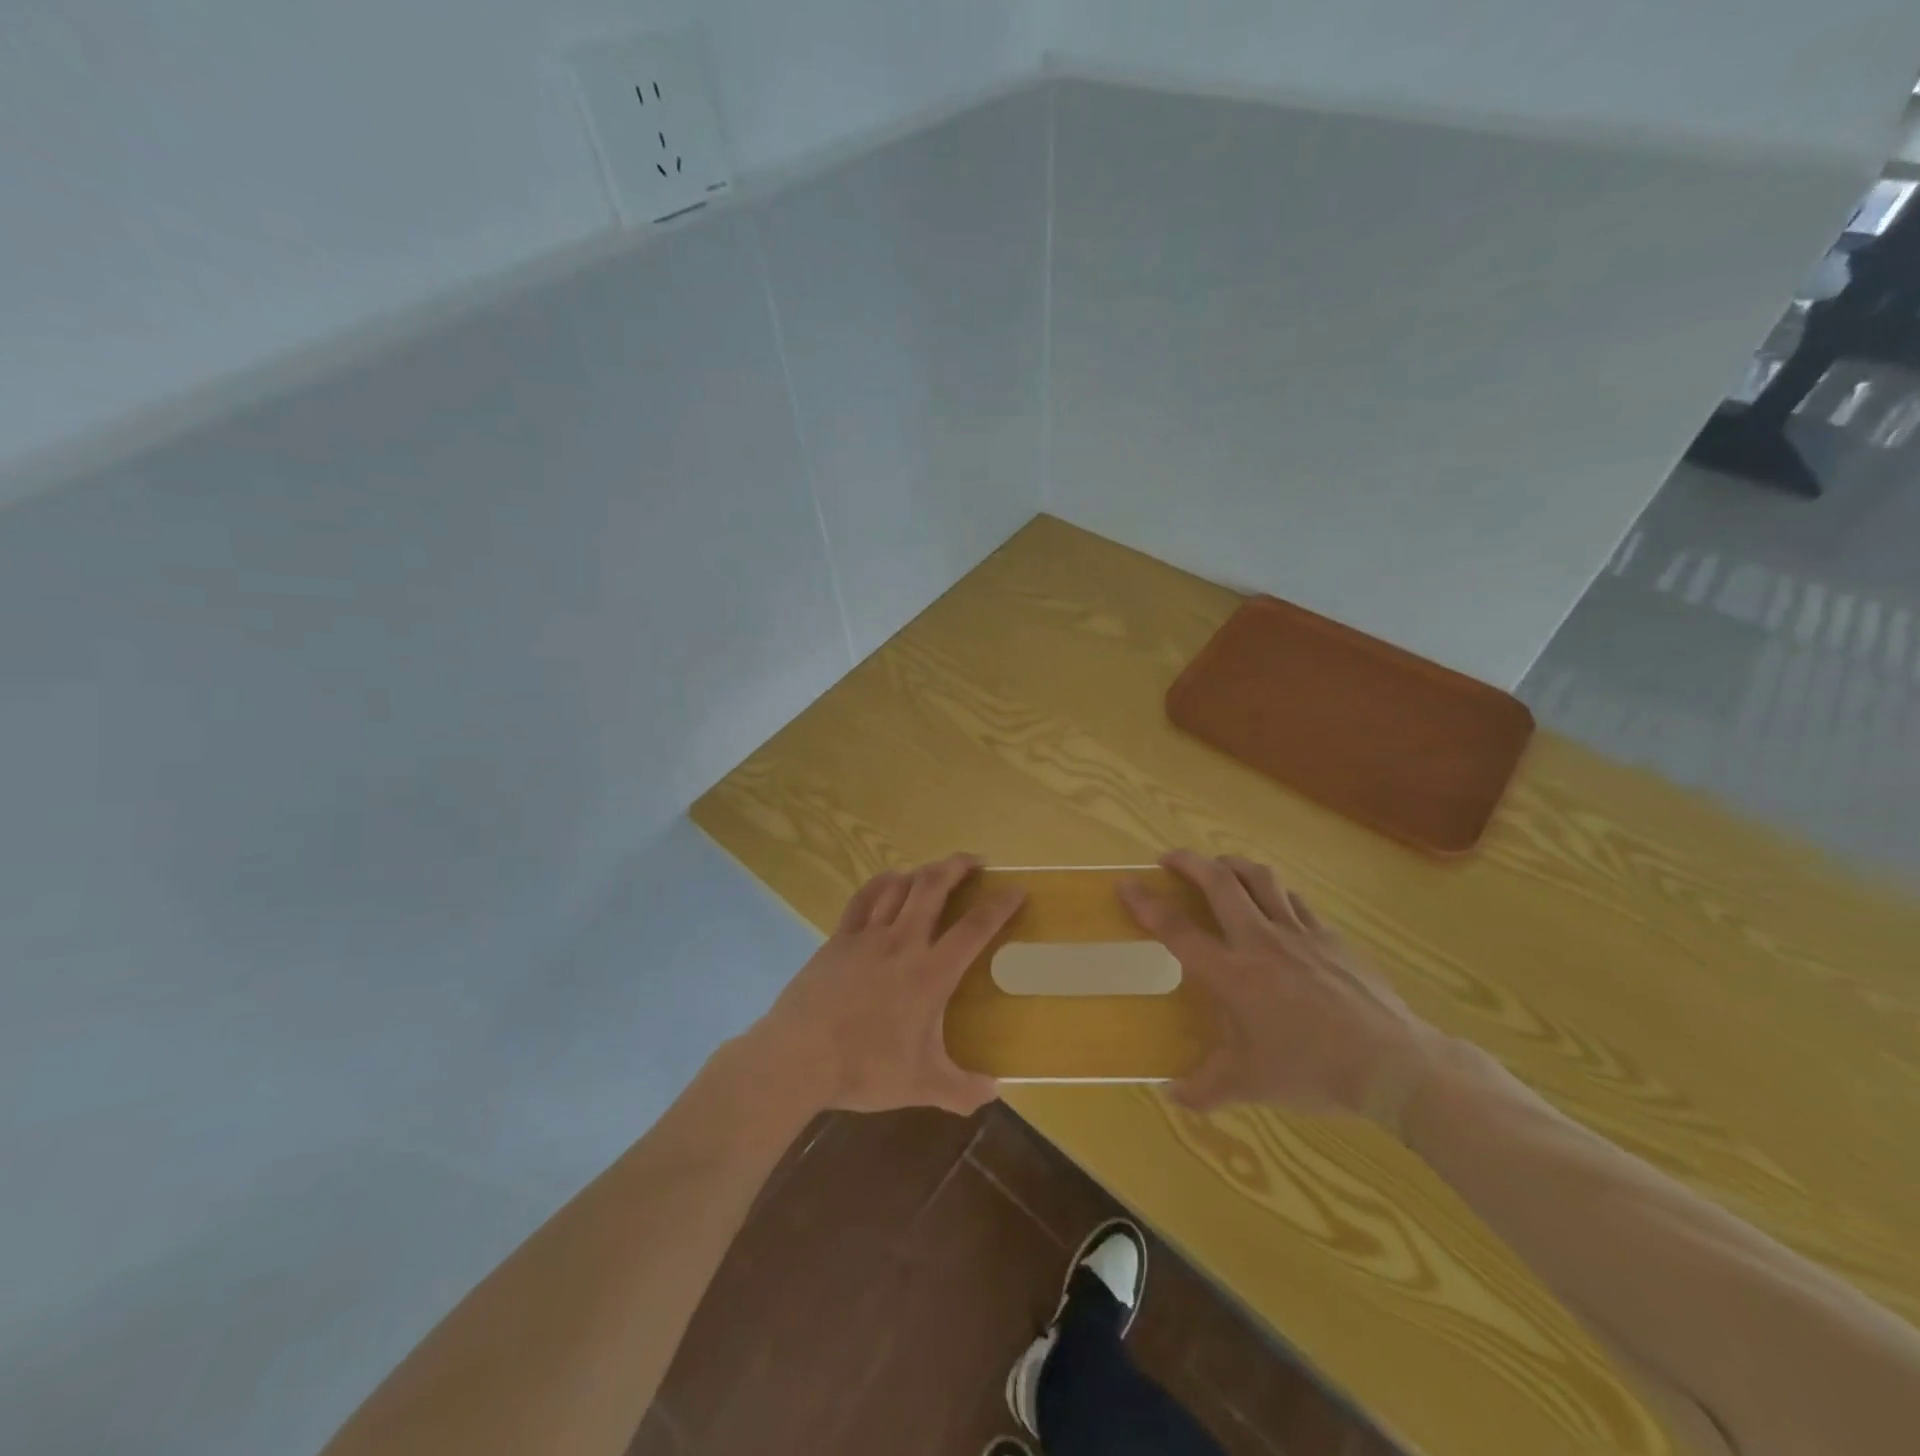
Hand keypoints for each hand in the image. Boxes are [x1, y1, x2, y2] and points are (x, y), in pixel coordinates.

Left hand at [746, 854, 1024, 1116]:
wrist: (800, 1056)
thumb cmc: (865, 1068)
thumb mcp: (922, 1086)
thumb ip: (963, 1090)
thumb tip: (995, 1092)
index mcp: (931, 973)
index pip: (974, 928)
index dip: (1000, 905)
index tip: (1016, 889)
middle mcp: (903, 942)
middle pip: (934, 886)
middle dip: (958, 866)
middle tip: (976, 861)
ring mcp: (867, 936)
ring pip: (900, 886)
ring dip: (923, 872)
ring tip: (936, 872)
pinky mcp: (839, 938)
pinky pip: (864, 898)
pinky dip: (882, 883)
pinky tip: (890, 880)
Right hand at [1120, 850, 1446, 1129]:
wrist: (1391, 1063)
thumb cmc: (1311, 1071)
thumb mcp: (1250, 1086)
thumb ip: (1203, 1089)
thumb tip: (1168, 1096)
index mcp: (1233, 974)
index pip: (1178, 930)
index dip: (1147, 904)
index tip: (1126, 884)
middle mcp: (1260, 941)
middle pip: (1219, 883)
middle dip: (1189, 862)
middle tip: (1170, 858)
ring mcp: (1299, 933)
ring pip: (1260, 878)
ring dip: (1231, 865)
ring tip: (1218, 867)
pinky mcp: (1330, 936)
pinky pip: (1294, 900)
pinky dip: (1273, 892)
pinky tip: (1272, 902)